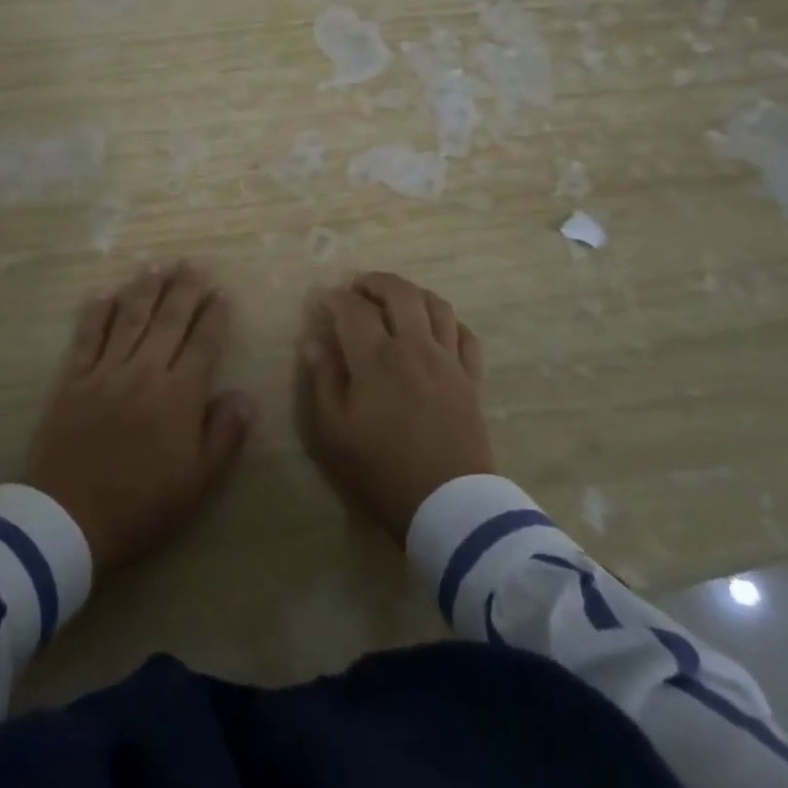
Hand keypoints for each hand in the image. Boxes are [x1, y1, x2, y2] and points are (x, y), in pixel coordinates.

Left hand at [26, 261, 252, 572]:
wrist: (67, 520)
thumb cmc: (141, 506)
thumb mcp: (197, 482)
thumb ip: (224, 435)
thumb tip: (243, 395)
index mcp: (179, 395)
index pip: (203, 343)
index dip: (214, 316)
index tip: (221, 293)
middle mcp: (145, 371)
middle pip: (169, 320)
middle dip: (185, 289)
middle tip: (194, 263)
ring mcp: (105, 372)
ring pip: (130, 318)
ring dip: (145, 289)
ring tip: (157, 264)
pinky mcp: (72, 381)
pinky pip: (86, 337)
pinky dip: (96, 313)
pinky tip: (104, 294)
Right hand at [297, 272, 493, 541]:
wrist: (449, 505)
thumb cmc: (383, 470)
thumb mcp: (335, 432)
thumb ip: (324, 380)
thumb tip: (316, 342)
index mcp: (377, 358)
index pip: (353, 309)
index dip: (335, 298)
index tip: (324, 301)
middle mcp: (415, 347)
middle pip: (400, 292)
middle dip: (375, 282)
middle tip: (358, 289)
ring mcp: (448, 360)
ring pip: (437, 305)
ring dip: (413, 294)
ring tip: (396, 301)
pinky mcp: (472, 378)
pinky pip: (465, 335)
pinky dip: (449, 322)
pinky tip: (436, 329)